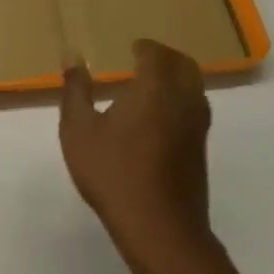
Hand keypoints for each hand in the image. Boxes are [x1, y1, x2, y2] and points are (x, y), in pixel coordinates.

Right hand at [59, 40, 214, 273]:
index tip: (129, 46)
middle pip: (185, 65)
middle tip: (142, 58)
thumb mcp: (79, 129)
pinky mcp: (199, 150)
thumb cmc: (113, 172)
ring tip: (148, 84)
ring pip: (195, 88)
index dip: (144, 47)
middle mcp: (184, 101)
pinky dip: (179, 100)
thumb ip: (76, 89)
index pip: (157, 54)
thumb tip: (73, 55)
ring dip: (176, 78)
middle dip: (165, 56)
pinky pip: (194, 109)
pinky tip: (156, 118)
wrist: (158, 227)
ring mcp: (197, 128)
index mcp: (155, 89)